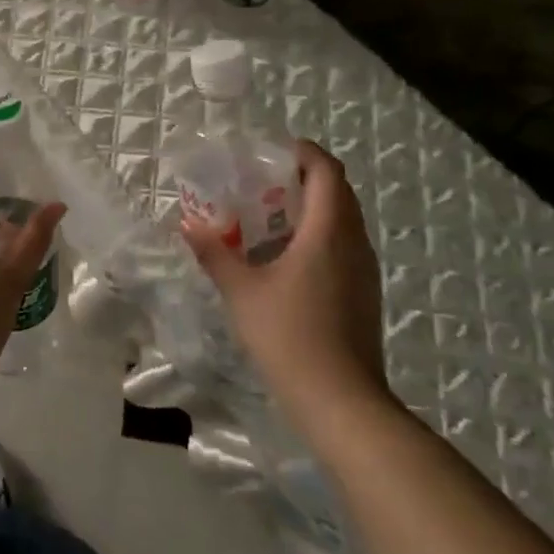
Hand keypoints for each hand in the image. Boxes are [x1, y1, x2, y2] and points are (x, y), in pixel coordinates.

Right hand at [182, 138, 391, 414]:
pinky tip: (284, 259)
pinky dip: (317, 235)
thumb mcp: (241, 291)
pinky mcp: (363, 293)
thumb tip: (189, 224)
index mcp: (328, 230)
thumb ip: (215, 252)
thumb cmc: (289, 336)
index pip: (326, 170)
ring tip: (266, 217)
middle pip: (336, 191)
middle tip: (259, 183)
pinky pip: (343, 245)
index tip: (268, 152)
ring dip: (309, 208)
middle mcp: (354, 242)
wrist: (341, 402)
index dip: (301, 152)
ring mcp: (364, 270)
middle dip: (300, 178)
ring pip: (342, 219)